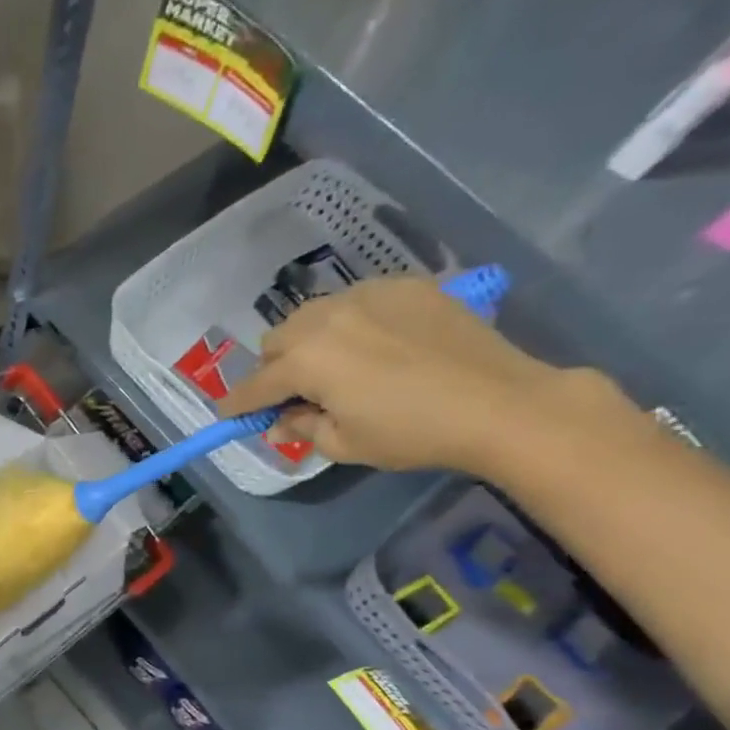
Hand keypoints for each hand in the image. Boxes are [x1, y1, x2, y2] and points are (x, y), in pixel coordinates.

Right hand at [217, 277, 597, 473]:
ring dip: (307, 341)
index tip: (229, 417)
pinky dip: (350, 323)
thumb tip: (280, 421)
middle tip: (295, 395)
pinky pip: (356, 300)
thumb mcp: (344, 444)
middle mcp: (326, 318)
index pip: (255, 385)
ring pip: (312, 315)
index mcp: (306, 360)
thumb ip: (301, 428)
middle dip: (274, 369)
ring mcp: (367, 294)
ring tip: (334, 365)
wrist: (500, 402)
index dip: (238, 405)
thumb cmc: (412, 432)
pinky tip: (376, 345)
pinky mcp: (405, 286)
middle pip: (276, 341)